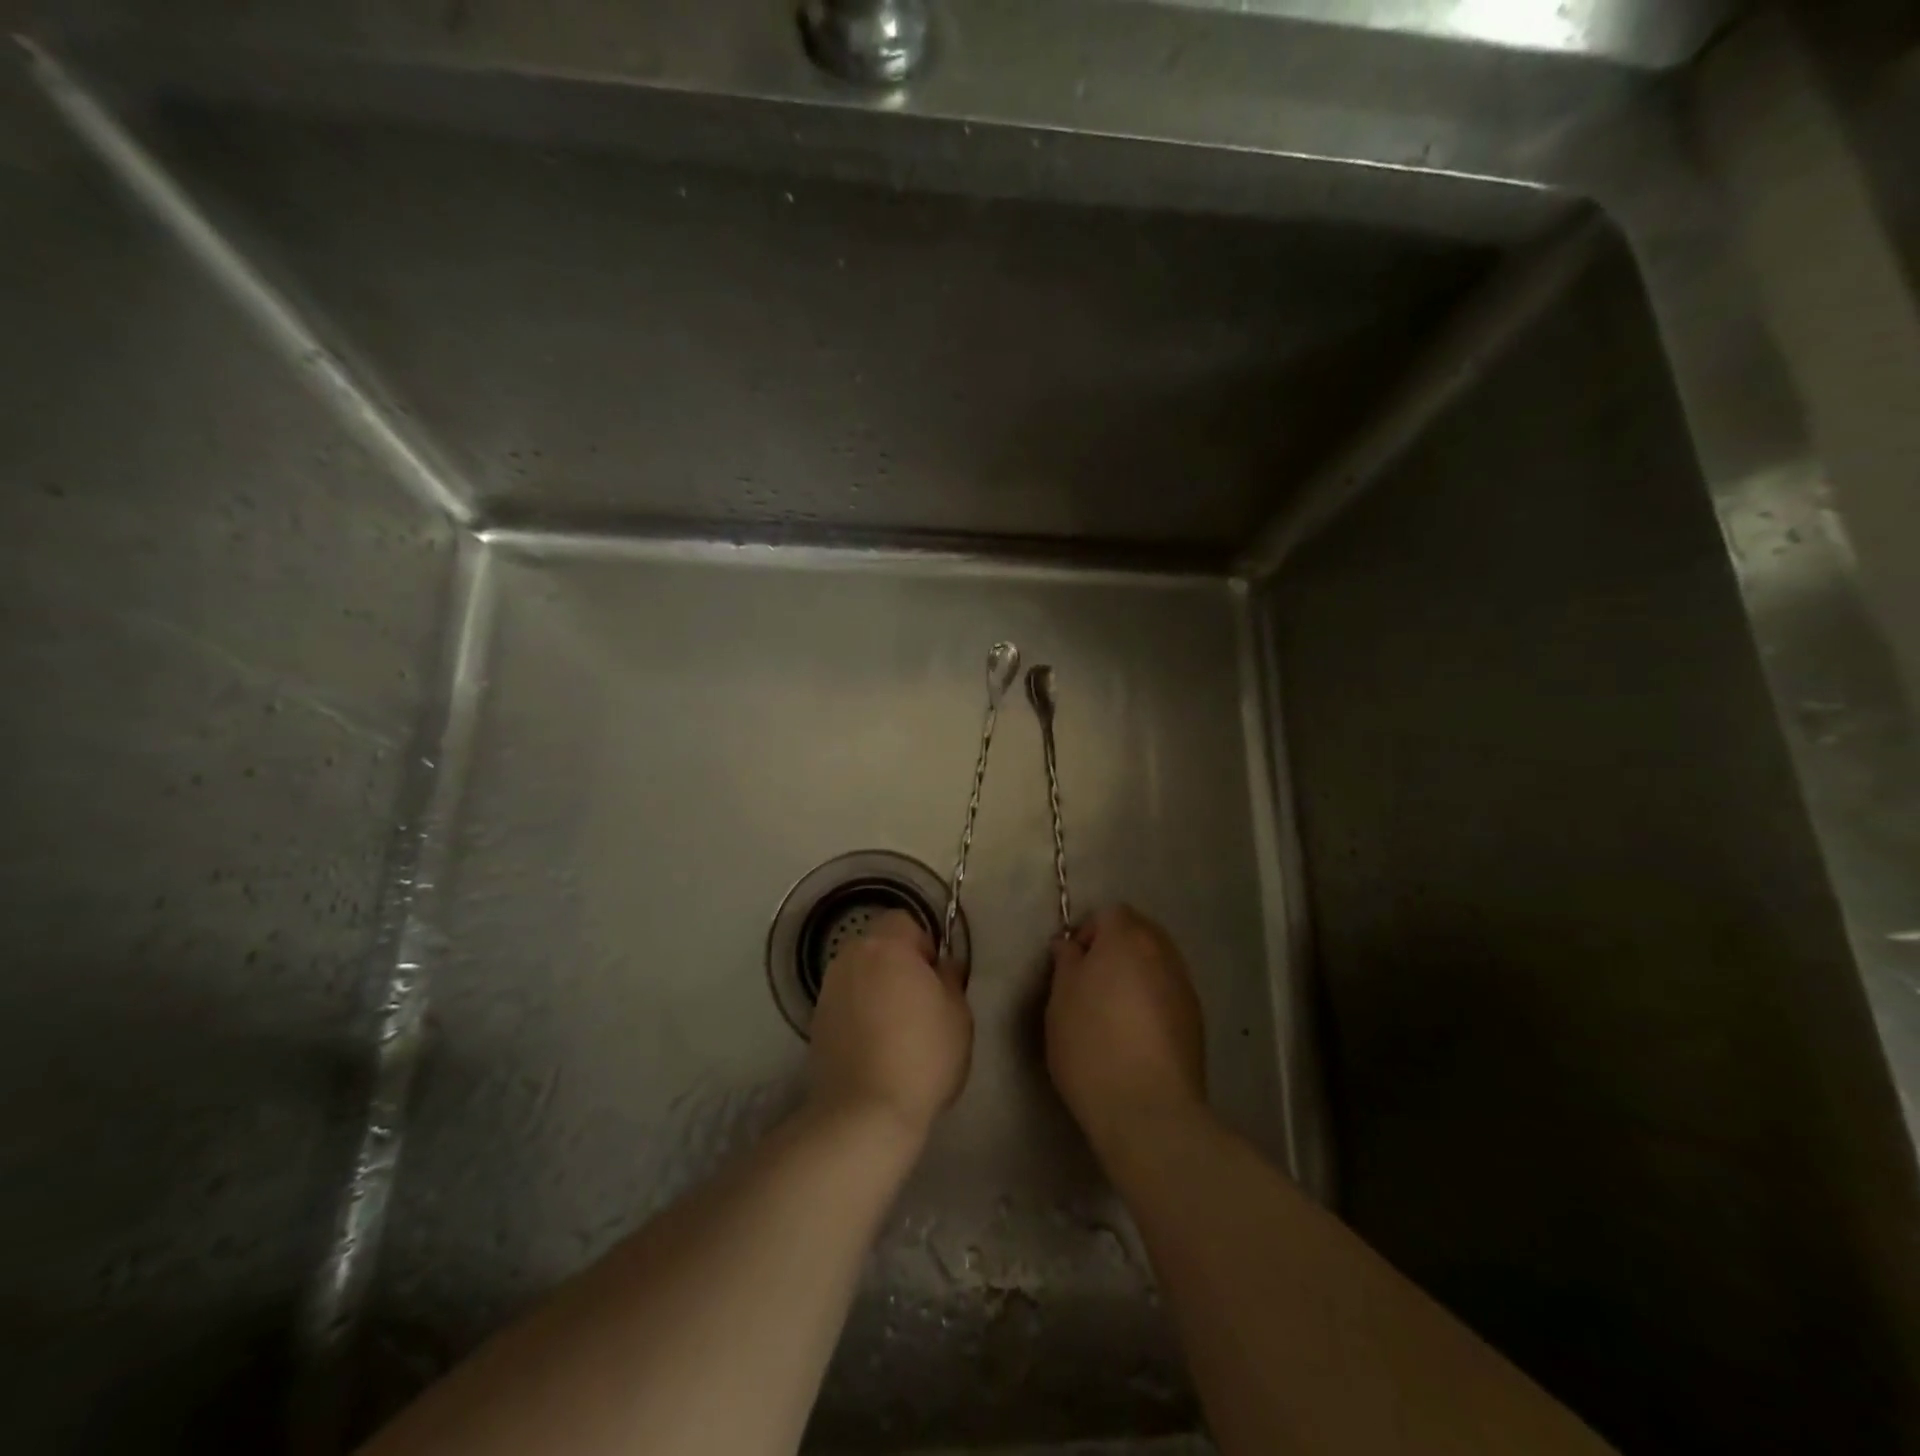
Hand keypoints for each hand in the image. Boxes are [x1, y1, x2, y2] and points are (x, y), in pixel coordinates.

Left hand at [807, 910, 972, 1137]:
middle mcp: (850, 958)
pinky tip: (872, 1045)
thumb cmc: (922, 1055)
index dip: (922, 944)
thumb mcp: (958, 1014)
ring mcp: (828, 989)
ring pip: (859, 973)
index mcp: (886, 946)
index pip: (903, 920)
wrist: (864, 1112)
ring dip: (876, 987)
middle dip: (896, 963)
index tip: (934, 978)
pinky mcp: (815, 1021)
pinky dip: (858, 1012)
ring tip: (894, 1026)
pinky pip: (845, 1001)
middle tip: (918, 1001)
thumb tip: (942, 965)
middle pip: (877, 944)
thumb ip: (951, 978)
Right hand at [1046, 904, 1207, 1155]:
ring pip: (1157, 963)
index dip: (1089, 933)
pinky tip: (1137, 1034)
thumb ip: (1066, 963)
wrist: (1148, 1110)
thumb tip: (1070, 946)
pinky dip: (1153, 1000)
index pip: (1110, 913)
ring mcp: (1184, 986)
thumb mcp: (1060, 1000)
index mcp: (1126, 939)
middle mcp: (1162, 952)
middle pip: (1139, 932)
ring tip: (1114, 1011)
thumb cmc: (1091, 1045)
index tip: (1073, 966)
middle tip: (1091, 985)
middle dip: (1116, 949)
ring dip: (1137, 974)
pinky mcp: (1197, 1020)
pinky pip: (1169, 992)